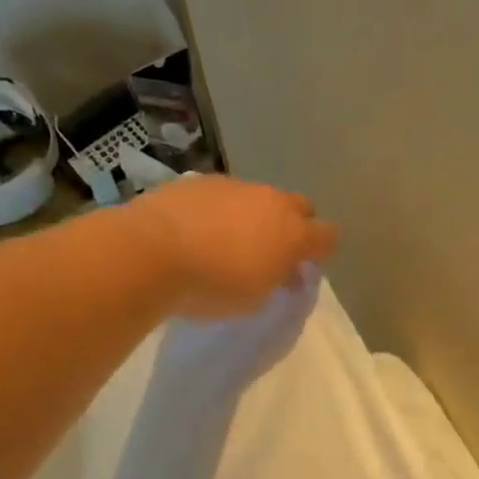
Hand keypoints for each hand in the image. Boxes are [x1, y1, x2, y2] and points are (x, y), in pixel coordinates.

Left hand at [128, 176, 338, 317]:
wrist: (150, 252)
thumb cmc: (212, 286)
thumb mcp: (254, 298)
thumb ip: (276, 280)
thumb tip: (285, 271)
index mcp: (293, 233)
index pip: (327, 236)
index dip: (321, 252)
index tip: (304, 269)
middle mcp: (271, 201)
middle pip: (299, 207)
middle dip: (294, 226)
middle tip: (274, 252)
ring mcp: (235, 186)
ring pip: (259, 198)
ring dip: (255, 216)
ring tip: (229, 241)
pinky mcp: (200, 180)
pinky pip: (224, 194)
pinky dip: (221, 210)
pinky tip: (199, 230)